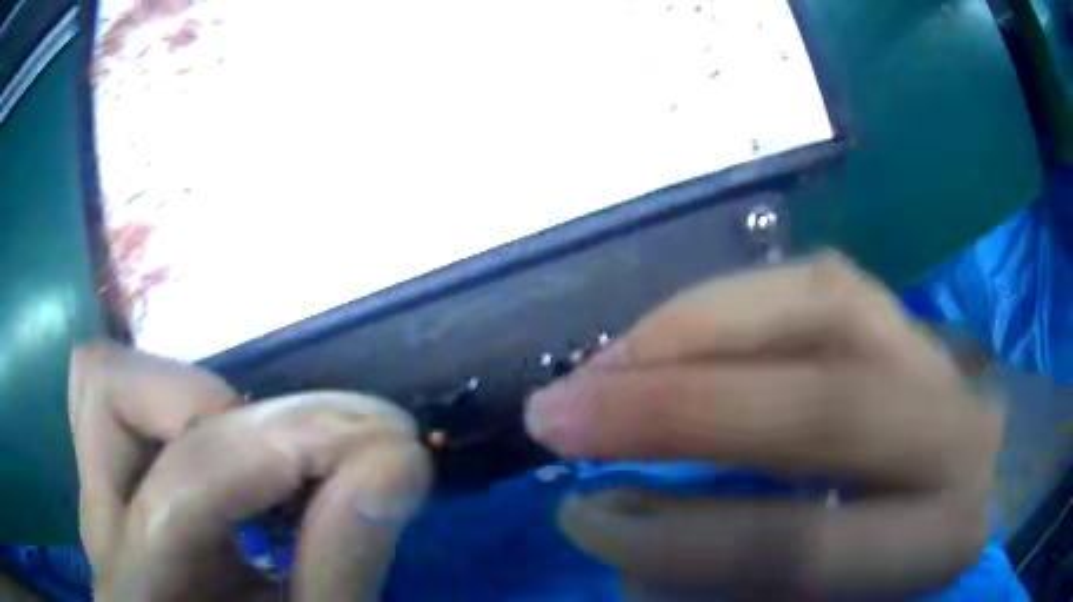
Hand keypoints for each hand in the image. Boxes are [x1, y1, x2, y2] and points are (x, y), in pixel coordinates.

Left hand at [69, 342, 430, 601]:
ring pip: (104, 383)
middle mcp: (100, 529)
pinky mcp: (118, 491)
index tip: (385, 444)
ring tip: (264, 448)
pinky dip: (183, 407)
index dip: (289, 444)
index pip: (191, 478)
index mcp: (137, 590)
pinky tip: (242, 459)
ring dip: (188, 395)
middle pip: (105, 391)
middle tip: (296, 448)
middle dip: (211, 401)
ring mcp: (101, 502)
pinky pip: (127, 408)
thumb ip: (344, 563)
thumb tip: (394, 458)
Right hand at [525, 253, 1003, 599]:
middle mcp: (957, 434)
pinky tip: (677, 328)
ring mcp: (940, 357)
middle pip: (821, 406)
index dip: (677, 543)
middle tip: (555, 413)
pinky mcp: (912, 318)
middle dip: (671, 409)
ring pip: (822, 306)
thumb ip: (739, 588)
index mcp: (942, 538)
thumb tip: (635, 560)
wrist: (997, 490)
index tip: (582, 520)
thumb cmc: (916, 566)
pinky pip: (822, 282)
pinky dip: (742, 297)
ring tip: (605, 363)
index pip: (802, 549)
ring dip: (695, 331)